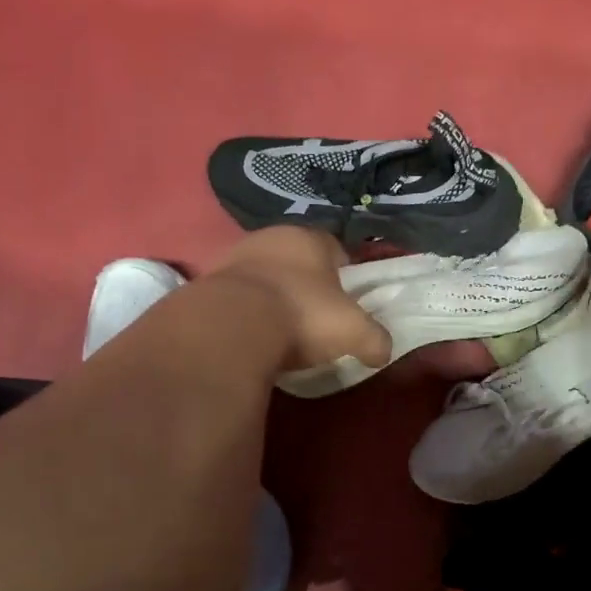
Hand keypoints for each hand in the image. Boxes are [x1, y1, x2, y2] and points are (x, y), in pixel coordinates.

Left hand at [208, 228, 392, 374]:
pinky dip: (247, 311)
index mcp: (310, 238)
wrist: (231, 327)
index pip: (335, 249)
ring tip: (281, 330)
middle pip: (297, 260)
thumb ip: (375, 339)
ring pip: (265, 275)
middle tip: (315, 317)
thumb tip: (382, 352)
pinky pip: (238, 296)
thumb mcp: (353, 332)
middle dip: (306, 284)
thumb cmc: (303, 316)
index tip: (346, 302)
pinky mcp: (208, 283)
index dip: (344, 275)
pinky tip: (253, 335)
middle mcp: (271, 237)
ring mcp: (235, 257)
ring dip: (273, 296)